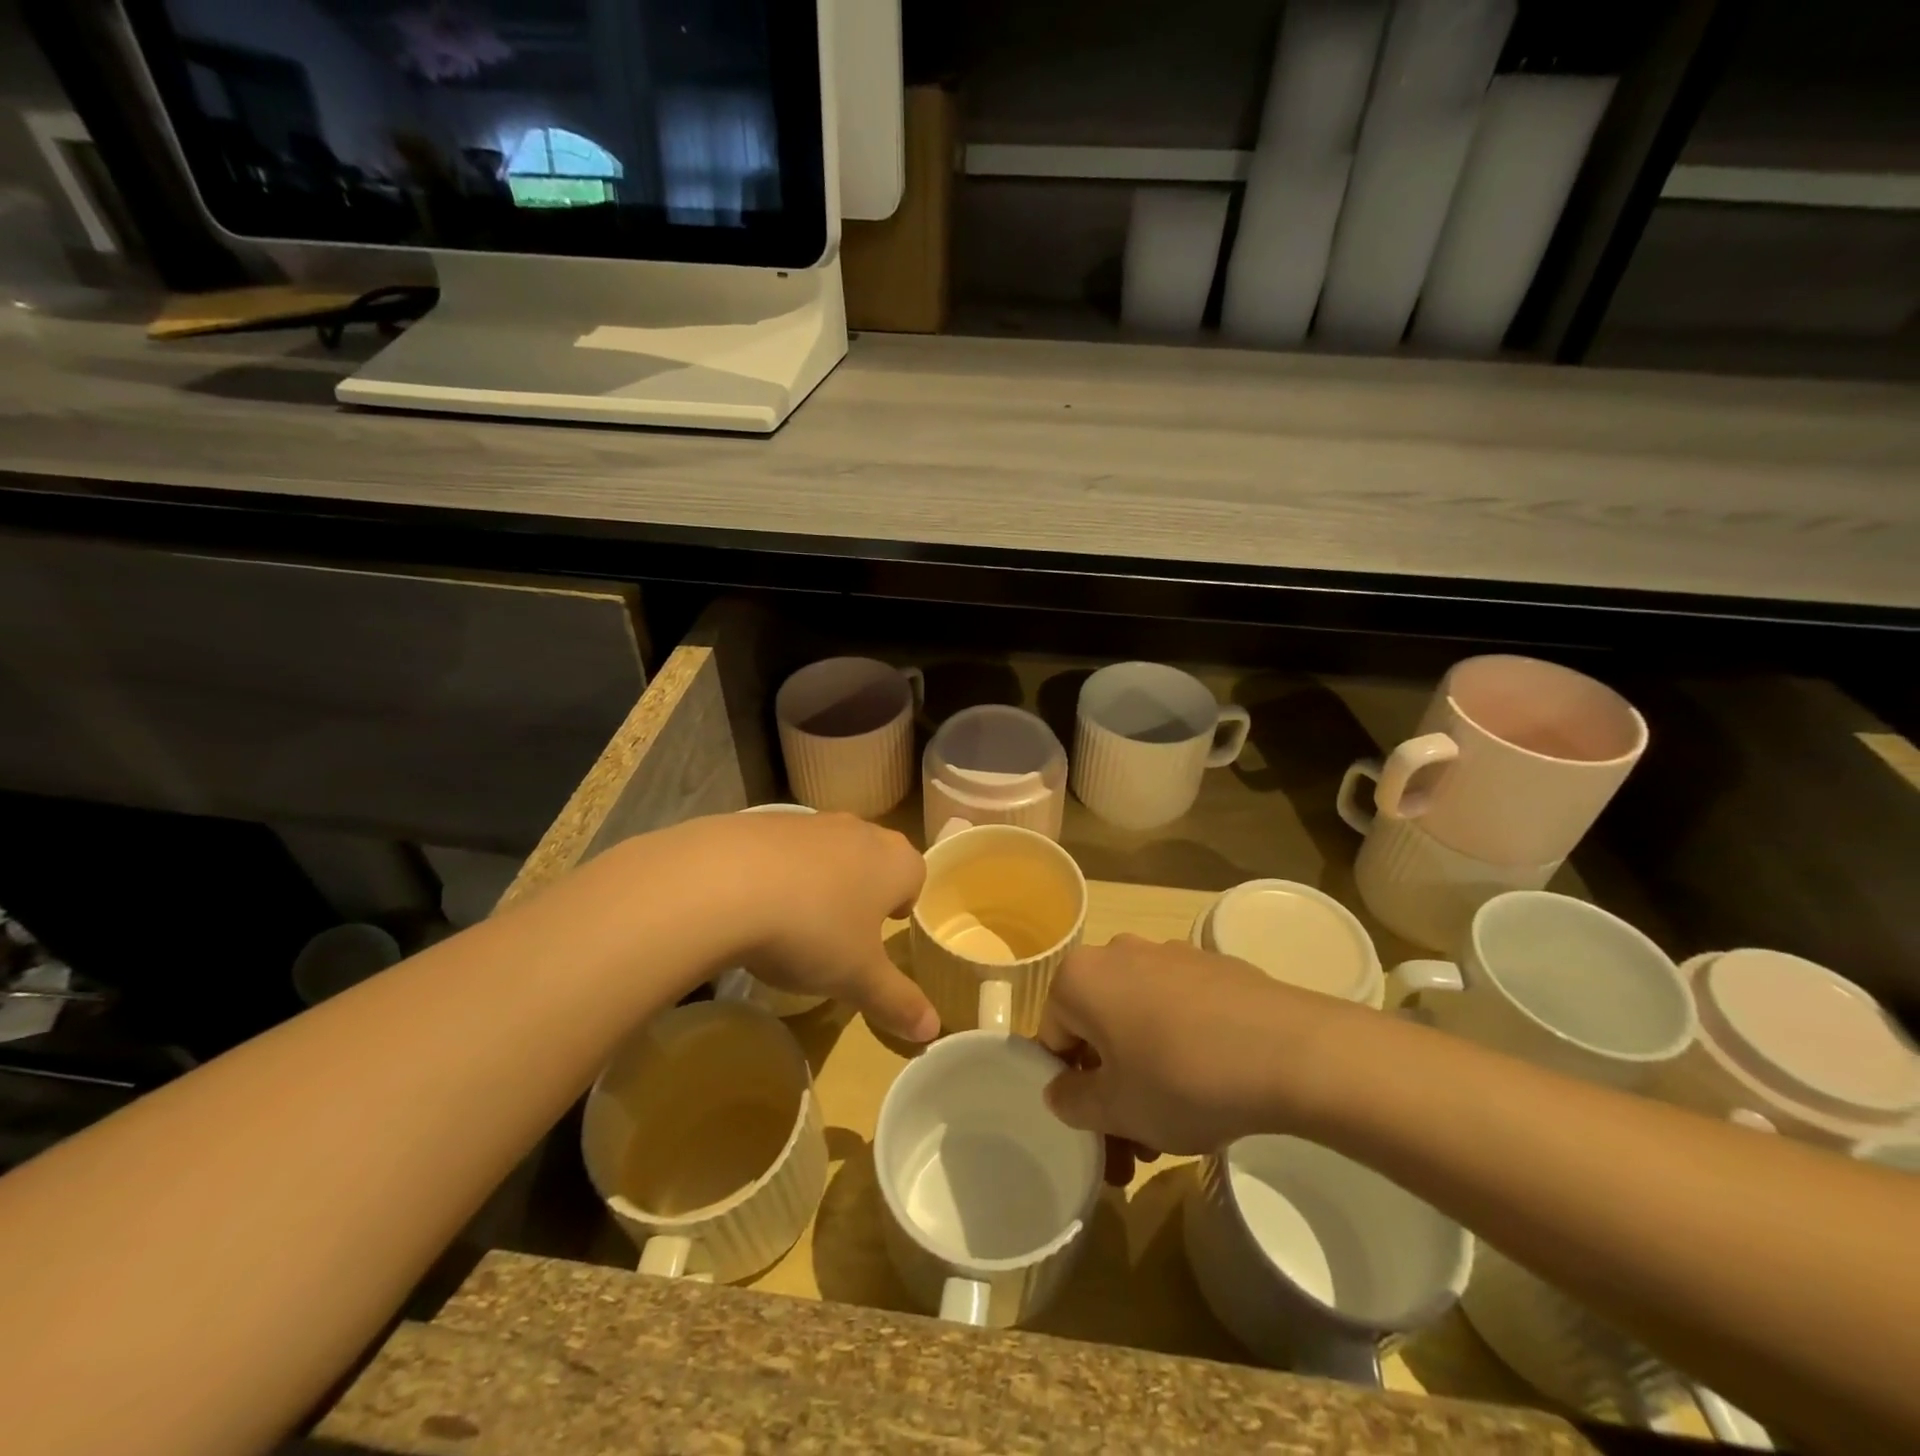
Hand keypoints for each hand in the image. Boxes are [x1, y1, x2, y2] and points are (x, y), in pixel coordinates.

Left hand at [694, 811, 936, 1042]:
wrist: (723, 884)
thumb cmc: (812, 931)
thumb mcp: (858, 978)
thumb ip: (897, 1002)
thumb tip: (933, 1030)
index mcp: (893, 861)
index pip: (915, 873)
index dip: (904, 901)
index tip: (885, 927)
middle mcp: (858, 831)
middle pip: (873, 856)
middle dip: (864, 888)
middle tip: (845, 928)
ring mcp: (809, 822)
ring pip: (828, 850)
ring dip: (820, 879)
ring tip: (796, 921)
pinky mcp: (762, 822)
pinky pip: (783, 849)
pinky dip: (777, 872)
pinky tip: (753, 905)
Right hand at [1039, 936, 1349, 1171]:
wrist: (1291, 1051)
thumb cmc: (1183, 1078)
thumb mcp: (1116, 1109)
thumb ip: (1072, 1102)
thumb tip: (1060, 1090)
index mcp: (1080, 977)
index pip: (1052, 1038)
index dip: (1069, 1090)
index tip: (1099, 1132)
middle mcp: (1118, 953)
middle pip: (1097, 1029)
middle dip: (1111, 1090)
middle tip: (1136, 1146)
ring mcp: (1169, 955)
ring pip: (1138, 1021)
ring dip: (1144, 1074)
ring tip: (1178, 1130)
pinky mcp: (1212, 966)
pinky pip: (1177, 1009)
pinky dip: (1179, 1045)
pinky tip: (1212, 1088)